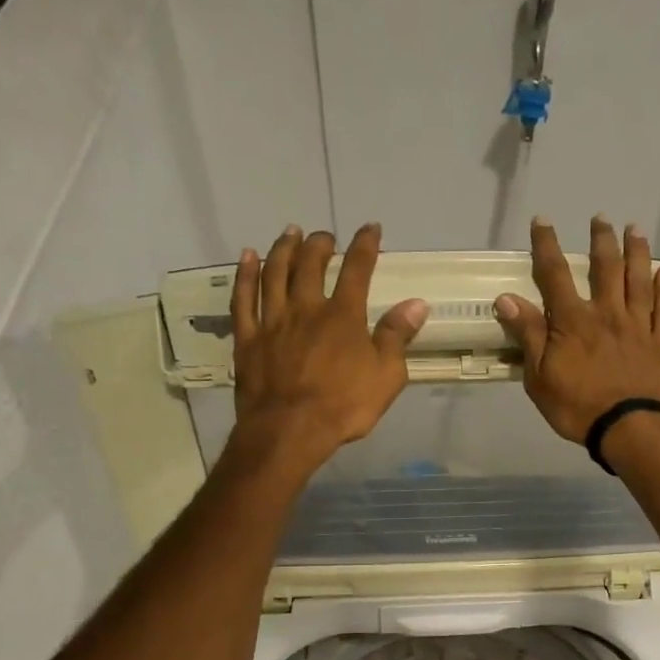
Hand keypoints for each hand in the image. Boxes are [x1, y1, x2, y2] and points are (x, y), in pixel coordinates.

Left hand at [230, 223, 425, 470]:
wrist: (289, 430)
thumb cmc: (344, 406)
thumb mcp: (386, 376)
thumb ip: (398, 337)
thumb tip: (416, 303)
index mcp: (343, 316)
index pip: (357, 270)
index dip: (365, 246)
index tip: (370, 229)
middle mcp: (306, 308)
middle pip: (310, 264)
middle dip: (320, 244)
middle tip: (324, 236)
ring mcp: (272, 321)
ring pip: (275, 273)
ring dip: (284, 249)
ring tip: (290, 233)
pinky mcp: (247, 338)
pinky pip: (243, 298)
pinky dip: (246, 274)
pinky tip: (248, 258)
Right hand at [494, 216, 659, 443]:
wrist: (629, 428)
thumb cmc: (577, 407)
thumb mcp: (539, 377)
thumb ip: (528, 335)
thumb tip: (507, 299)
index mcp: (573, 321)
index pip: (555, 275)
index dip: (547, 245)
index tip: (543, 221)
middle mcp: (606, 313)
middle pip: (605, 268)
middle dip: (601, 240)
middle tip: (600, 219)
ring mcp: (637, 326)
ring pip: (637, 280)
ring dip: (636, 252)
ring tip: (635, 229)